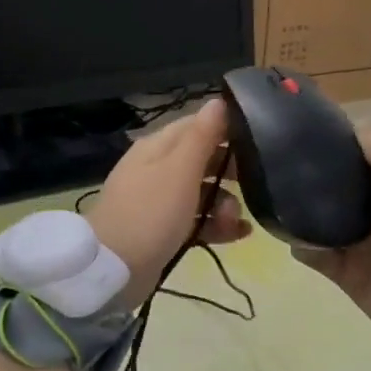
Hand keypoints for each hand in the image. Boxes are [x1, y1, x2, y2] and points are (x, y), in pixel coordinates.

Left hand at [84, 100, 250, 308]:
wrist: (112, 270)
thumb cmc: (149, 213)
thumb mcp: (179, 170)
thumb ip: (202, 136)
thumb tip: (218, 101)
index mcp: (158, 147)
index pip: (197, 125)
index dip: (226, 130)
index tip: (257, 140)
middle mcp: (158, 169)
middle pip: (203, 160)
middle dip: (229, 172)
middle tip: (254, 182)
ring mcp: (159, 202)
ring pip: (202, 193)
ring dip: (225, 203)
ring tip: (236, 220)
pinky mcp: (164, 231)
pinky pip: (197, 221)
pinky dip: (217, 225)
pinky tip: (240, 234)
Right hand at [294, 129, 370, 370]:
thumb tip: (358, 126)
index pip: (366, 154)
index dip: (340, 141)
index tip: (303, 127)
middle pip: (341, 185)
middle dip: (313, 174)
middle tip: (275, 161)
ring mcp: (364, 245)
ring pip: (324, 219)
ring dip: (302, 211)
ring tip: (270, 196)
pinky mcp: (350, 275)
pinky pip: (319, 255)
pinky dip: (303, 246)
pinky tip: (287, 238)